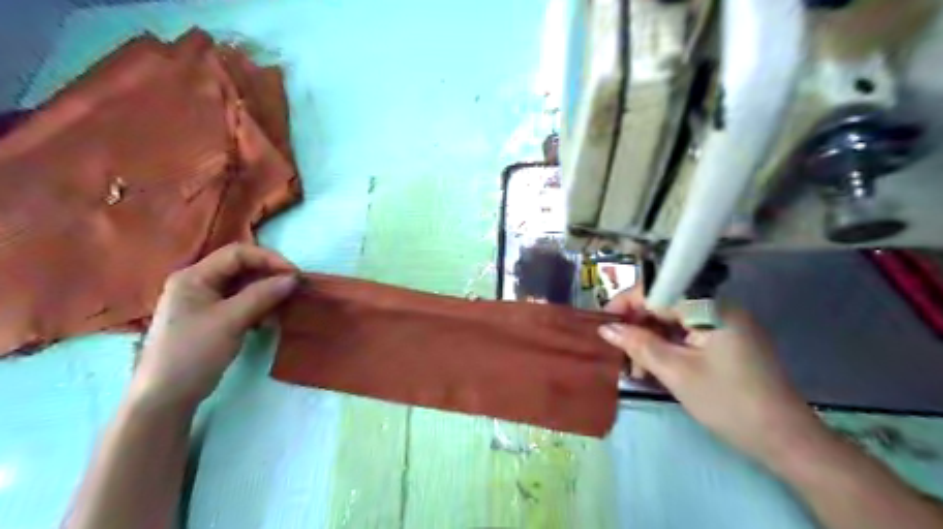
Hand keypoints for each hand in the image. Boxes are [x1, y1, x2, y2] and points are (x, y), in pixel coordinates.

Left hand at [128, 242, 296, 407]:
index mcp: (193, 276)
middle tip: (294, 289)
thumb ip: (262, 295)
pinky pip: (241, 303)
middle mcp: (197, 283)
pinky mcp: (212, 318)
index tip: (294, 275)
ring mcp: (204, 302)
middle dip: (269, 276)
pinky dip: (259, 307)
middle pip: (241, 268)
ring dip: (266, 293)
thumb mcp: (230, 320)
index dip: (268, 259)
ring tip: (284, 306)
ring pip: (243, 286)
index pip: (237, 253)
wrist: (167, 397)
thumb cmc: (193, 353)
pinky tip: (269, 320)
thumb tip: (292, 278)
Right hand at [599, 288, 822, 464]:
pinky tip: (654, 369)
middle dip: (637, 327)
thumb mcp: (676, 373)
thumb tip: (606, 328)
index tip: (603, 323)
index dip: (626, 303)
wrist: (785, 441)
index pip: (658, 291)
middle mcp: (718, 308)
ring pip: (674, 322)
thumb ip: (639, 345)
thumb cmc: (728, 402)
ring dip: (650, 341)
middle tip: (618, 353)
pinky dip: (667, 349)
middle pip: (665, 305)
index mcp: (710, 308)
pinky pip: (687, 335)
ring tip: (634, 370)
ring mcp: (724, 325)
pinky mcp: (727, 342)